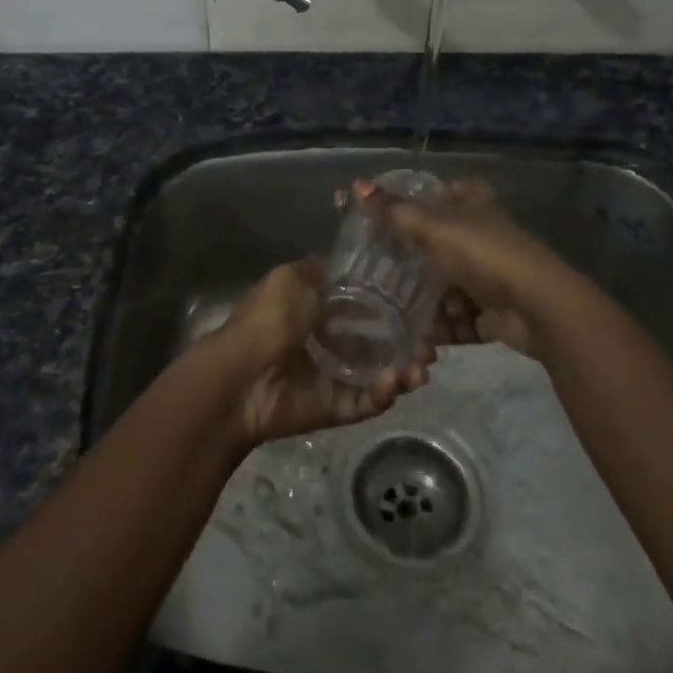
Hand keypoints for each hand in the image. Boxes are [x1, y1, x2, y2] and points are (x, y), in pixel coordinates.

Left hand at [194, 259, 431, 447]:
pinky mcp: (334, 407)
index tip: (420, 304)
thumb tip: (340, 264)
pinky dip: (384, 393)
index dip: (390, 305)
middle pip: (377, 342)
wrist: (241, 377)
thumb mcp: (291, 278)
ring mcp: (332, 376)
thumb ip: (320, 272)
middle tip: (431, 344)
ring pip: (378, 374)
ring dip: (404, 370)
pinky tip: (397, 381)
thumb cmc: (268, 320)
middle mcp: (327, 342)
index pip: (361, 306)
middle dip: (407, 342)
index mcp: (315, 309)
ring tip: (422, 367)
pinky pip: (366, 401)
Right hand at [360, 178, 580, 360]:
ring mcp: (489, 277)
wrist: (538, 308)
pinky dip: (440, 329)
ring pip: (446, 287)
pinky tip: (416, 339)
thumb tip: (356, 183)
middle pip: (440, 244)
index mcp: (474, 206)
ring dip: (423, 303)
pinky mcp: (491, 313)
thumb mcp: (434, 228)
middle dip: (412, 261)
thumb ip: (394, 211)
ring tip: (390, 313)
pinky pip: (457, 320)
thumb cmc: (485, 255)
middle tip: (376, 271)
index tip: (388, 215)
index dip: (421, 200)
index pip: (446, 193)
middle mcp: (483, 237)